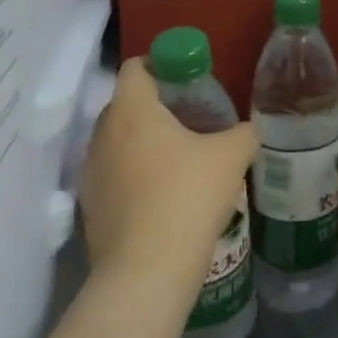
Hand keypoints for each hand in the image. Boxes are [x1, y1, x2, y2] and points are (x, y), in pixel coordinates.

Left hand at [82, 60, 257, 303]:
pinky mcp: (91, 208)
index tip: (188, 79)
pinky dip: (135, 175)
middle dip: (156, 106)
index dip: (161, 65)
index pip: (135, 67)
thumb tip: (246, 130)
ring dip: (144, 143)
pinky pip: (114, 175)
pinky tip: (165, 195)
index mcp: (132, 110)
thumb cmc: (187, 197)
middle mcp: (103, 134)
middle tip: (191, 118)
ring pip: (118, 142)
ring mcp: (92, 173)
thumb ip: (243, 132)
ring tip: (181, 159)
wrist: (146, 273)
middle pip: (126, 104)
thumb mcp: (232, 156)